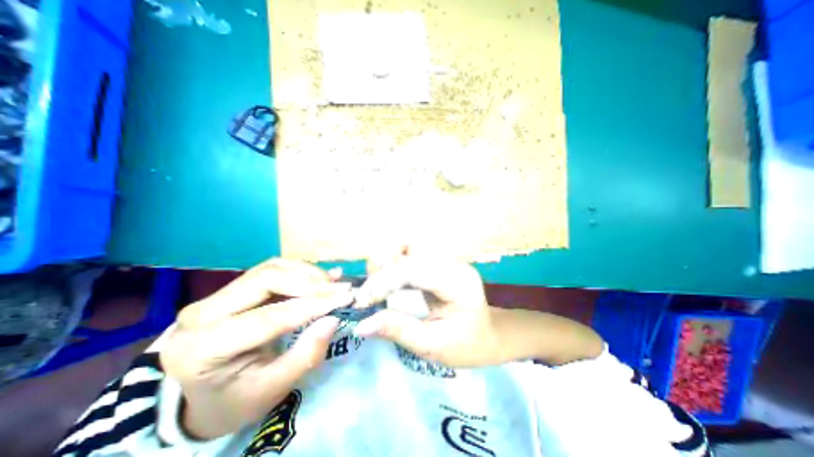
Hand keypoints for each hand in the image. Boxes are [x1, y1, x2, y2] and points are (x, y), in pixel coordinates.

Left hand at [158, 257, 351, 438]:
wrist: (202, 396)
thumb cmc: (236, 399)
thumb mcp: (272, 389)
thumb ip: (305, 355)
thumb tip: (333, 318)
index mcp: (205, 348)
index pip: (269, 316)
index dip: (312, 305)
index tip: (345, 298)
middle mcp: (202, 313)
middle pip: (267, 280)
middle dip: (310, 282)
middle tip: (341, 288)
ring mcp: (216, 295)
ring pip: (271, 269)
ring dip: (308, 273)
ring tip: (334, 282)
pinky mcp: (232, 288)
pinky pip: (272, 270)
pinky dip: (300, 271)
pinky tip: (321, 277)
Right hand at [354, 250, 506, 366]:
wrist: (488, 335)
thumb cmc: (467, 345)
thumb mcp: (433, 346)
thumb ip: (398, 331)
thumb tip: (361, 325)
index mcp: (457, 282)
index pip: (413, 268)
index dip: (383, 280)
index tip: (362, 301)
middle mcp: (452, 262)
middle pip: (409, 246)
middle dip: (383, 266)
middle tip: (371, 293)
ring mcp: (445, 258)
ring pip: (407, 245)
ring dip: (386, 261)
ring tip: (378, 286)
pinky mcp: (437, 261)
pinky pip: (409, 253)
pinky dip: (393, 264)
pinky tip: (388, 281)